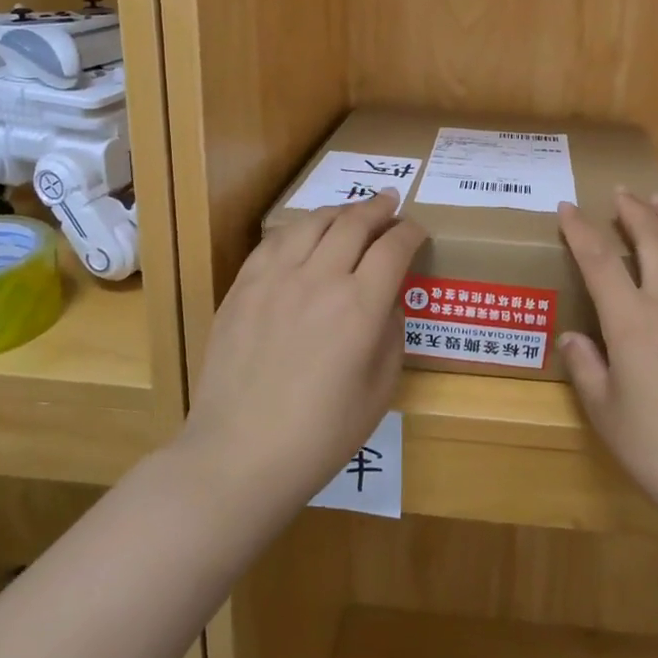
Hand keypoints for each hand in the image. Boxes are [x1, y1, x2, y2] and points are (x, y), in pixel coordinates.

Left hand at [181, 189, 425, 515]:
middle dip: (378, 208)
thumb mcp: (380, 390)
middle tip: (390, 202)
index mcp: (360, 307)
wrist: (239, 455)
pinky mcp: (243, 288)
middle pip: (354, 222)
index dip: (411, 232)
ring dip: (339, 211)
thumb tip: (386, 300)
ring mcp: (275, 279)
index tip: (418, 231)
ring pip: (313, 222)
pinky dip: (298, 229)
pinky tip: (304, 234)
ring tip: (351, 212)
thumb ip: (390, 334)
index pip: (394, 247)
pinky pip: (274, 241)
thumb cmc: (321, 435)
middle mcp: (320, 280)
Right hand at [558, 192, 657, 520]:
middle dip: (634, 210)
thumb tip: (573, 337)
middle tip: (622, 194)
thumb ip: (585, 366)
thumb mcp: (604, 411)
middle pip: (655, 238)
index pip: (599, 260)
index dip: (580, 230)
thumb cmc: (657, 448)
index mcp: (632, 321)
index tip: (568, 208)